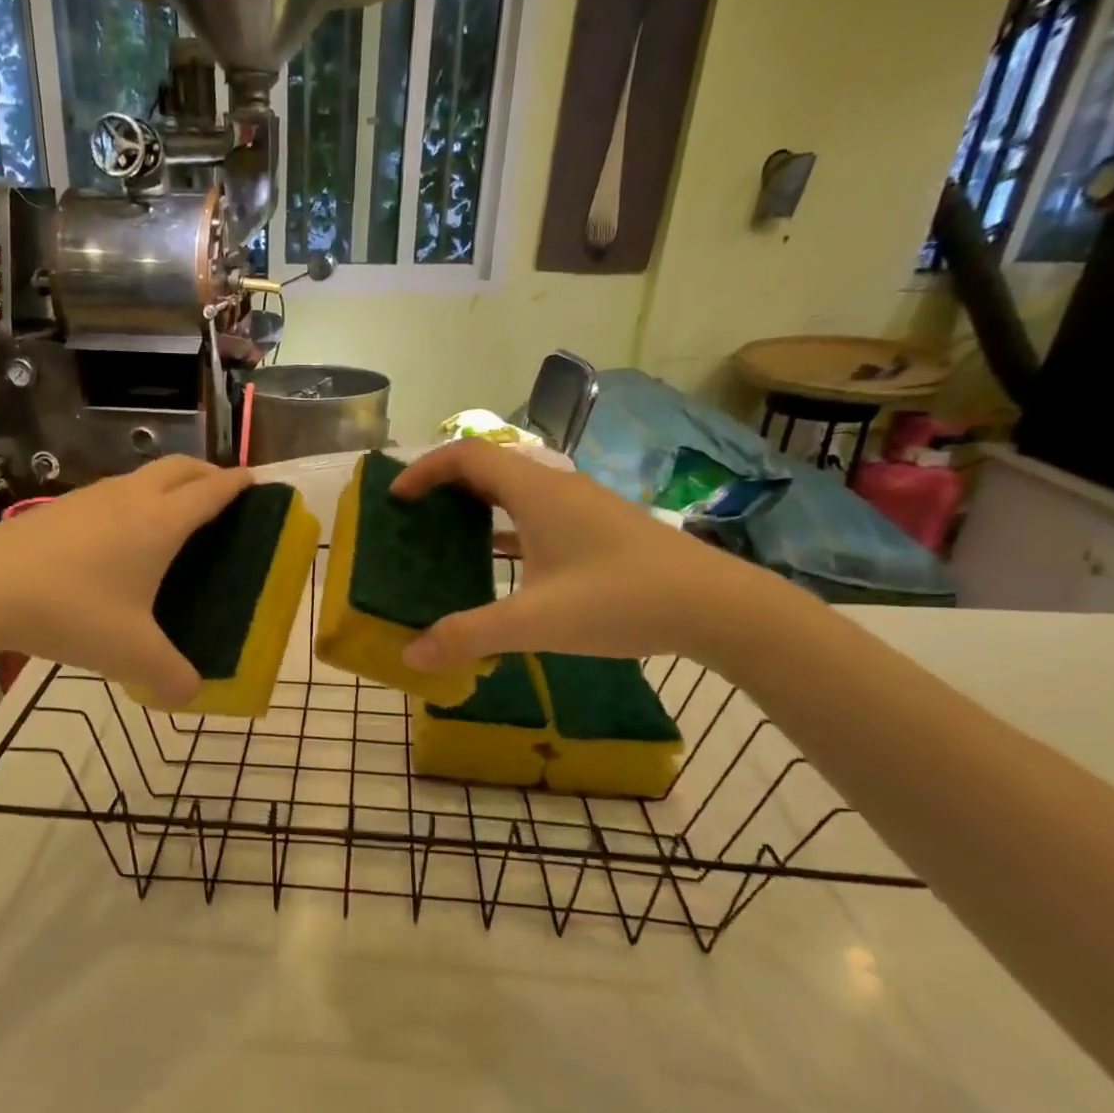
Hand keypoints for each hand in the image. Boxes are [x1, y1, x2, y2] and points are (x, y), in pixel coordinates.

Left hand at [0, 457, 251, 704]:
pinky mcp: (58, 508)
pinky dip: (133, 500)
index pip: (211, 492)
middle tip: (222, 493)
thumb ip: (170, 677)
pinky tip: (118, 537)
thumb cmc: (71, 611)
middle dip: (207, 473)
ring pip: (142, 476)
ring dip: (167, 484)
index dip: (237, 484)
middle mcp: (130, 499)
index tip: (255, 480)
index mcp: (160, 523)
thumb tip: (191, 695)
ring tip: (173, 516)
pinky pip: (111, 493)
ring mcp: (90, 498)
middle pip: (180, 468)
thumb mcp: (131, 654)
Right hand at [390, 439, 775, 670]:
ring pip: (515, 492)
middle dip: (444, 485)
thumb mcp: (536, 621)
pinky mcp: (598, 530)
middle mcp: (556, 488)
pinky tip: (498, 560)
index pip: (467, 456)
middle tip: (413, 516)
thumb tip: (411, 655)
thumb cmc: (621, 600)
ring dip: (476, 505)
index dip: (424, 470)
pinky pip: (537, 516)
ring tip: (444, 535)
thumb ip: (469, 635)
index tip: (396, 498)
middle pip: (488, 467)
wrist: (717, 606)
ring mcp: (582, 508)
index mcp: (536, 491)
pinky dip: (506, 528)